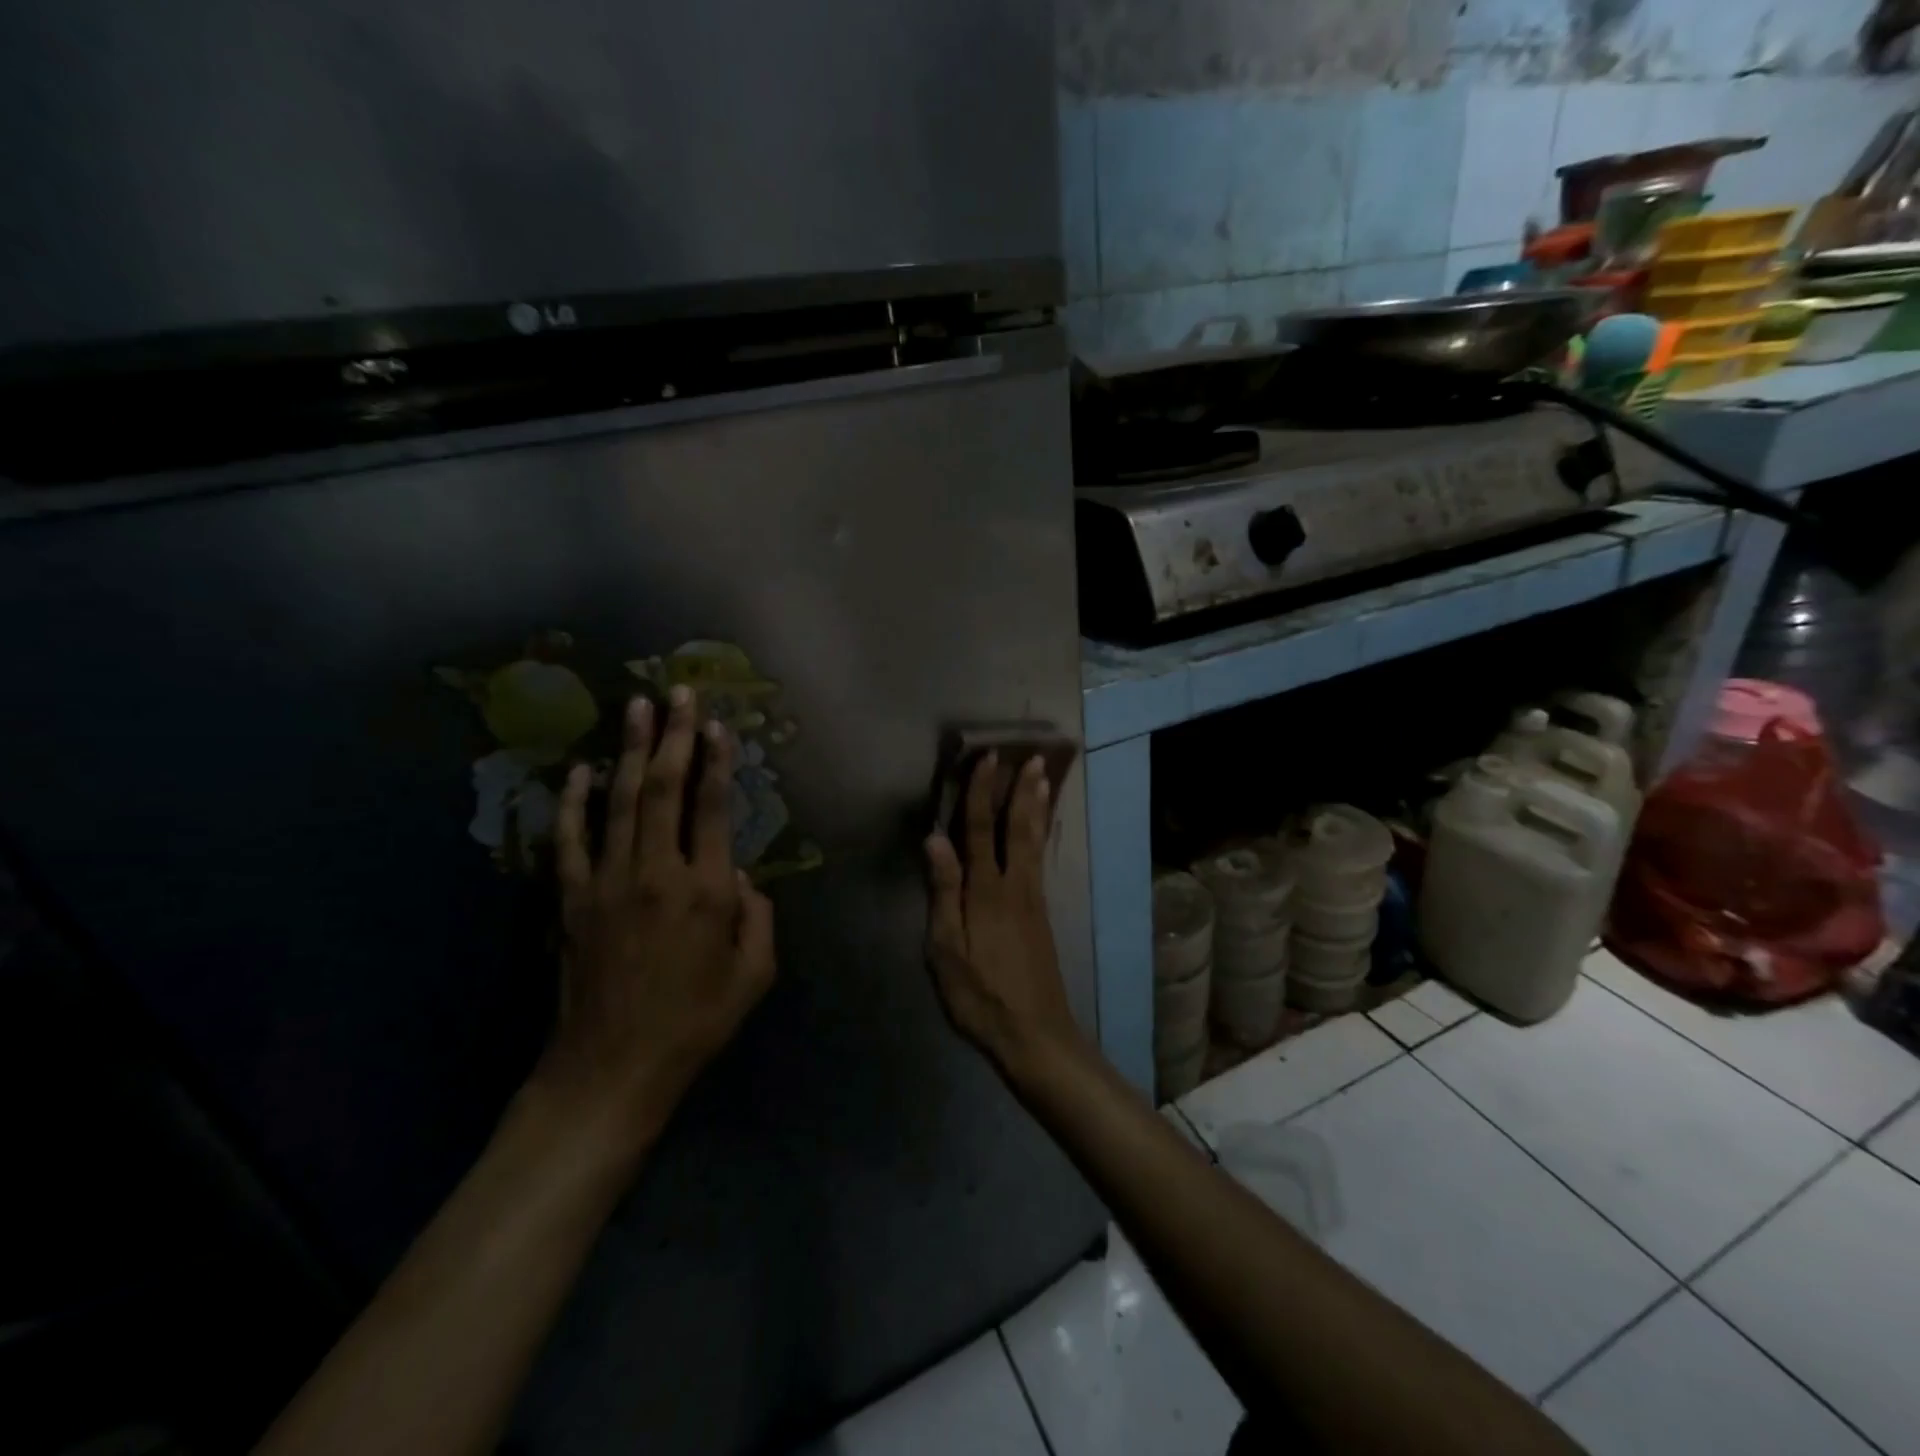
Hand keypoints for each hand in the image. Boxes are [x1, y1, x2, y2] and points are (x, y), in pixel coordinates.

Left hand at [537, 687, 776, 1155]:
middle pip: (664, 788)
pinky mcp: (572, 899)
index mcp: (707, 890)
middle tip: (677, 692)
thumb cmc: (695, 1022)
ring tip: (635, 706)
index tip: (718, 725)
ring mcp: (608, 881)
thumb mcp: (754, 975)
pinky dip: (573, 801)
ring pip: (619, 800)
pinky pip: (571, 839)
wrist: (612, 1068)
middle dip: (673, 735)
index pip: (715, 808)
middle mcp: (658, 871)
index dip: (718, 762)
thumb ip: (759, 917)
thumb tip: (742, 878)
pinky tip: (579, 770)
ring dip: (629, 750)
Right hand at [925, 754, 1082, 1079]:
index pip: (981, 829)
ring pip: (1035, 841)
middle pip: (1018, 828)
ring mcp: (1032, 899)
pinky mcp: (1040, 913)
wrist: (1035, 1033)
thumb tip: (934, 838)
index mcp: (986, 891)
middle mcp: (1015, 885)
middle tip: (1032, 757)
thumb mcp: (947, 950)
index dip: (982, 792)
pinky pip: (1040, 858)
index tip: (988, 758)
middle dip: (1022, 790)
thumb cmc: (980, 995)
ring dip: (1038, 807)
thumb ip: (943, 891)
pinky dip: (1042, 833)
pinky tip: (1041, 829)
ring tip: (1045, 779)